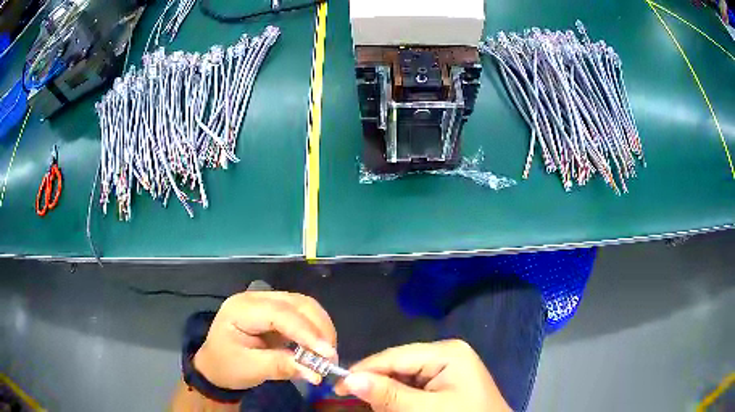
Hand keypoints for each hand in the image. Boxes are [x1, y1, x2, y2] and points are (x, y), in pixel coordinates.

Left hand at [193, 291, 336, 389]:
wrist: (216, 365)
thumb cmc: (227, 366)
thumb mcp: (250, 369)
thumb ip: (281, 366)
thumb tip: (315, 372)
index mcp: (242, 309)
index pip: (280, 314)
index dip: (306, 332)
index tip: (327, 354)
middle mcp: (256, 299)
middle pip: (297, 303)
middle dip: (319, 328)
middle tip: (330, 356)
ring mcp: (267, 303)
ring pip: (304, 306)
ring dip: (321, 328)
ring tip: (326, 353)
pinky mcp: (277, 312)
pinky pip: (303, 315)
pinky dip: (315, 330)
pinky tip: (318, 347)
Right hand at [335, 340, 510, 411]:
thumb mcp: (425, 410)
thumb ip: (388, 395)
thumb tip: (348, 379)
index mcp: (447, 352)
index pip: (395, 355)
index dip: (364, 370)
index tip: (337, 386)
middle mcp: (446, 354)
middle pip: (398, 366)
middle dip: (378, 385)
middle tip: (356, 403)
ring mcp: (447, 368)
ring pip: (403, 378)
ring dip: (387, 394)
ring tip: (378, 408)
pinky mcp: (445, 382)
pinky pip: (414, 387)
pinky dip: (400, 399)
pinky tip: (396, 407)